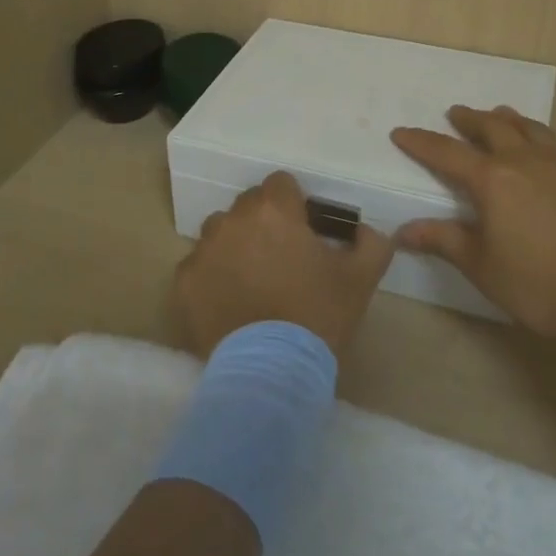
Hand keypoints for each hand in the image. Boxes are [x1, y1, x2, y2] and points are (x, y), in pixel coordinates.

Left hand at [174, 171, 396, 359]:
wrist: (271, 370)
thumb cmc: (318, 315)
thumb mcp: (361, 278)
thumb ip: (371, 243)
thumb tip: (366, 231)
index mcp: (274, 210)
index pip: (281, 184)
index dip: (294, 205)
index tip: (304, 231)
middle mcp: (233, 220)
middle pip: (248, 206)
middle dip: (264, 223)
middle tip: (281, 259)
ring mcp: (204, 250)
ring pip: (220, 233)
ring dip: (235, 246)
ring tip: (253, 280)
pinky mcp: (183, 282)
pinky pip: (199, 267)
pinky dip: (212, 277)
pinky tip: (230, 303)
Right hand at [390, 106, 555, 339]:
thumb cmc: (539, 283)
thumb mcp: (482, 266)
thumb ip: (444, 240)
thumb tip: (403, 231)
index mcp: (492, 180)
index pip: (446, 153)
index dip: (421, 142)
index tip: (401, 132)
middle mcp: (524, 160)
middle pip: (492, 127)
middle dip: (469, 120)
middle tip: (455, 114)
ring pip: (528, 127)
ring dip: (507, 119)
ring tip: (498, 115)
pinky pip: (554, 143)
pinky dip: (536, 135)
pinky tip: (540, 149)